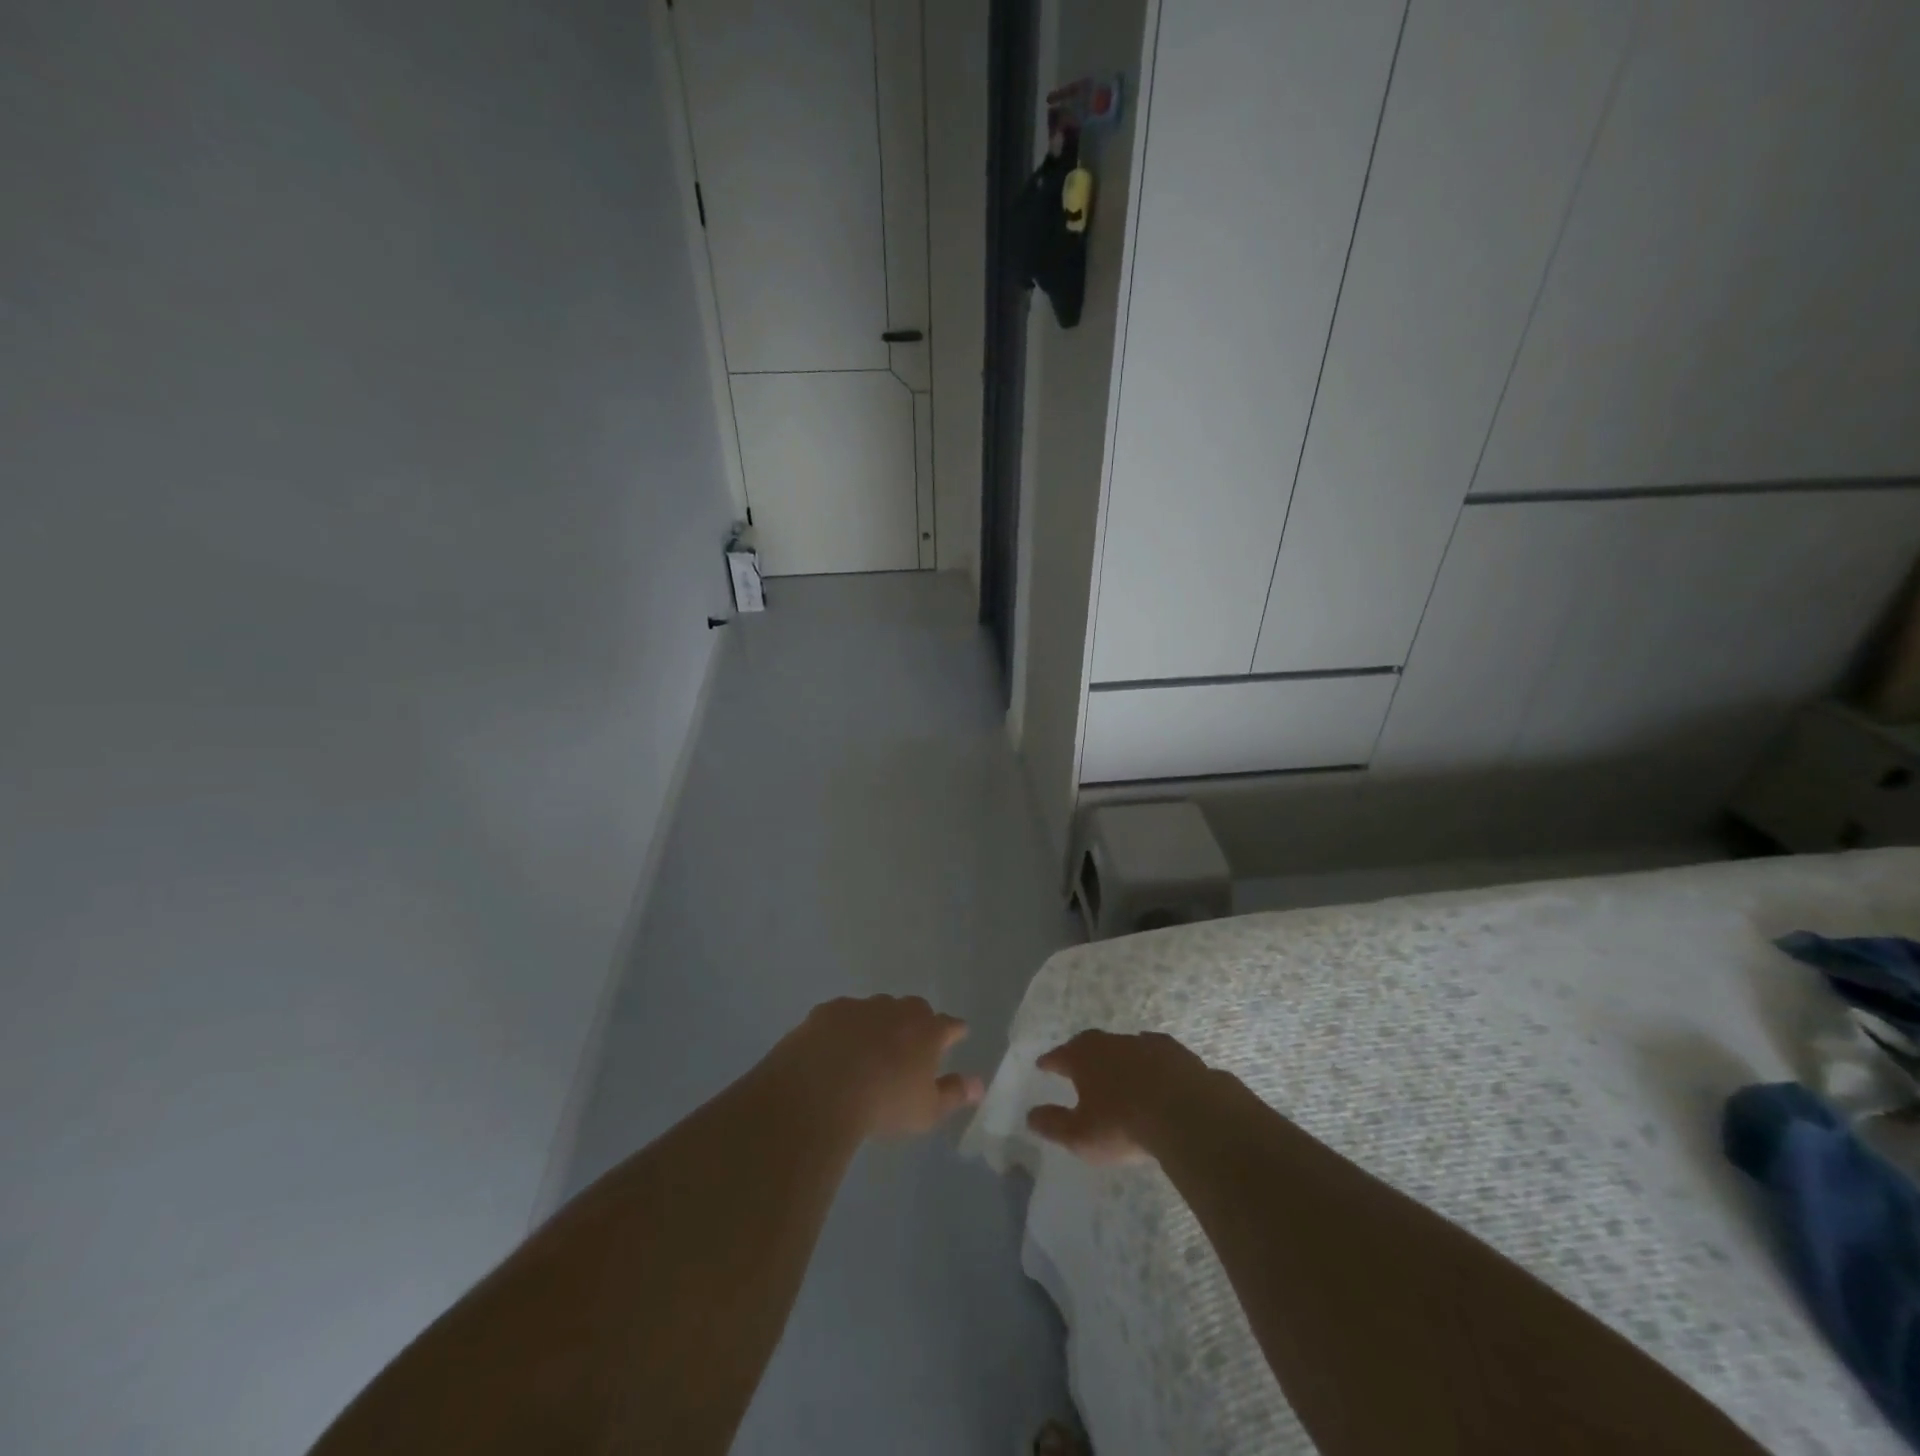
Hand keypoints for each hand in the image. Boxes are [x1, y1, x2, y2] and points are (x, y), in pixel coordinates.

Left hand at [773, 995, 983, 1137]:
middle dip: (916, 1023)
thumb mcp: (926, 1111)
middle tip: (910, 1045)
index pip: (950, 1025)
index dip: (955, 1031)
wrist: (820, 1090)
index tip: (957, 1035)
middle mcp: (897, 1010)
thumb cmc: (883, 1104)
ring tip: (869, 1050)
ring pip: (877, 1009)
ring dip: (878, 1024)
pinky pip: (842, 1016)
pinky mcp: (828, 1010)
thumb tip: (979, 1084)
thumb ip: (954, 1094)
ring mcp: (861, 1006)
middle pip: (914, 1010)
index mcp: (927, 1031)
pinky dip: (843, 1029)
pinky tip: (834, 1049)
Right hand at [1026, 1030, 1212, 1165]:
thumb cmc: (1123, 1124)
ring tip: (1118, 1071)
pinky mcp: (1176, 1052)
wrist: (1185, 1112)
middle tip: (1077, 1064)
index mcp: (1083, 1057)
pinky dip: (1151, 1062)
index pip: (1059, 1055)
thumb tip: (1030, 1116)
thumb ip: (1053, 1124)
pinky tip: (1156, 1072)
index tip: (1042, 1065)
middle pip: (1090, 1044)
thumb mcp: (1080, 1135)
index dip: (1050, 1061)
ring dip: (1118, 1058)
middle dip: (1082, 1053)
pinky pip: (1156, 1054)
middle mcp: (1111, 1042)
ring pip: (1124, 1046)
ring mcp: (1146, 1043)